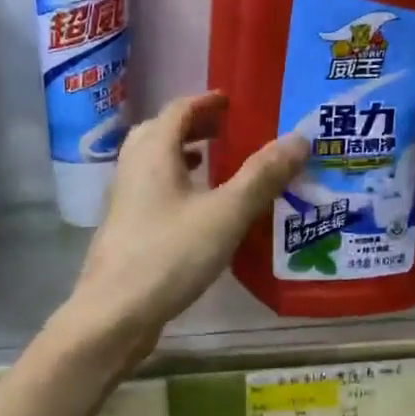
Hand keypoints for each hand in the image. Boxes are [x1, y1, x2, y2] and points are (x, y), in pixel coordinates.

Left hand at [58, 92, 305, 371]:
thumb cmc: (170, 255)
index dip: (205, 102)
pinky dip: (175, 187)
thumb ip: (262, 176)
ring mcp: (124, 202)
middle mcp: (132, 170)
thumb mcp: (226, 214)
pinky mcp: (125, 231)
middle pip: (159, 133)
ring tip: (212, 164)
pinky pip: (152, 193)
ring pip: (152, 165)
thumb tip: (299, 137)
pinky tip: (196, 212)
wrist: (115, 313)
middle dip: (192, 127)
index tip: (231, 102)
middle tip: (226, 131)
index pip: (177, 111)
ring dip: (181, 156)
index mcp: (153, 154)